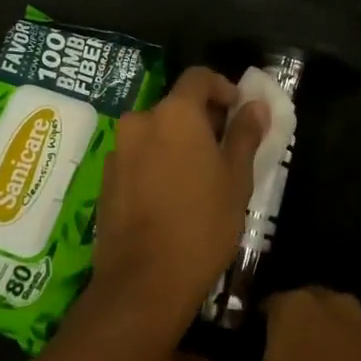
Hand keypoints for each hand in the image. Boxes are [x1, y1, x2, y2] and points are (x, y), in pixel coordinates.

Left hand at [90, 67, 267, 320]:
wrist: (144, 283)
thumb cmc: (202, 224)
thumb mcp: (236, 178)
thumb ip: (244, 134)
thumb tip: (255, 106)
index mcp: (174, 114)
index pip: (198, 77)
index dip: (222, 87)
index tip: (239, 111)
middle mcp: (140, 122)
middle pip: (175, 106)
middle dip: (202, 119)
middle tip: (226, 149)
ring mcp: (118, 151)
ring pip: (156, 133)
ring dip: (178, 143)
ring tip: (200, 178)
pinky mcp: (105, 180)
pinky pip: (138, 157)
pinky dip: (157, 163)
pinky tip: (172, 197)